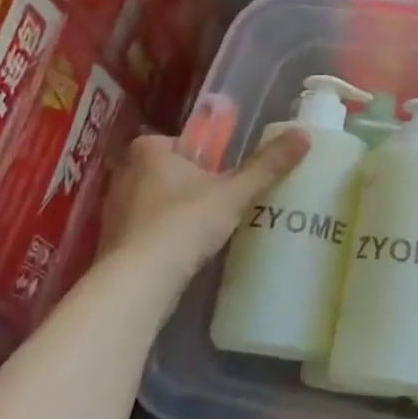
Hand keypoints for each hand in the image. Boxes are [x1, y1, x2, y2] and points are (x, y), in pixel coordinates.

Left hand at [99, 129, 311, 276]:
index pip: (176, 141)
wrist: (138, 284)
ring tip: (204, 228)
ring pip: (152, 201)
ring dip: (173, 211)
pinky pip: (143, 230)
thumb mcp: (234, 192)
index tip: (220, 173)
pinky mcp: (112, 244)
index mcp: (149, 151)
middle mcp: (125, 174)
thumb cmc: (184, 223)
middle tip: (218, 199)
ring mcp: (114, 211)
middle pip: (164, 171)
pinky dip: (160, 237)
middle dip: (187, 183)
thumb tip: (304, 134)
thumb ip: (267, 166)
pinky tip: (182, 252)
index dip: (199, 156)